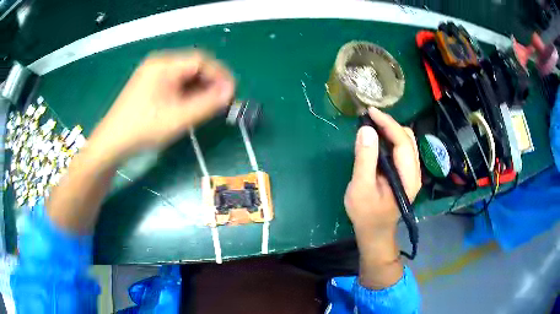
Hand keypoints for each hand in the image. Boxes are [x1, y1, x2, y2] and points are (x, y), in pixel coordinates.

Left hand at [90, 50, 234, 159]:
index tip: (232, 93)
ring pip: (184, 75)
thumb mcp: (178, 118)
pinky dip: (186, 92)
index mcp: (164, 65)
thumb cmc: (143, 129)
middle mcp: (158, 63)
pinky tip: (189, 106)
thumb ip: (207, 104)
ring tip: (208, 106)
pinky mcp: (148, 84)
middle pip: (193, 66)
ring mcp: (152, 73)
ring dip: (199, 89)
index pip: (201, 61)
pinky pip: (174, 83)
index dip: (220, 75)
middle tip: (221, 102)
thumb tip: (230, 92)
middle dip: (210, 82)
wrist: (112, 142)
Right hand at [344, 107, 420, 287]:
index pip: (403, 142)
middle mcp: (414, 171)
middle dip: (390, 124)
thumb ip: (365, 159)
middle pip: (408, 139)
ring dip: (390, 130)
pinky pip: (401, 149)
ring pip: (406, 142)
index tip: (370, 111)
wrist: (375, 232)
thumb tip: (366, 130)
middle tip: (369, 119)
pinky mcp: (405, 173)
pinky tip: (377, 139)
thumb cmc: (367, 213)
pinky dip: (390, 139)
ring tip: (371, 126)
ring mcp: (411, 172)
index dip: (388, 123)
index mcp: (408, 177)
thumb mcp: (361, 188)